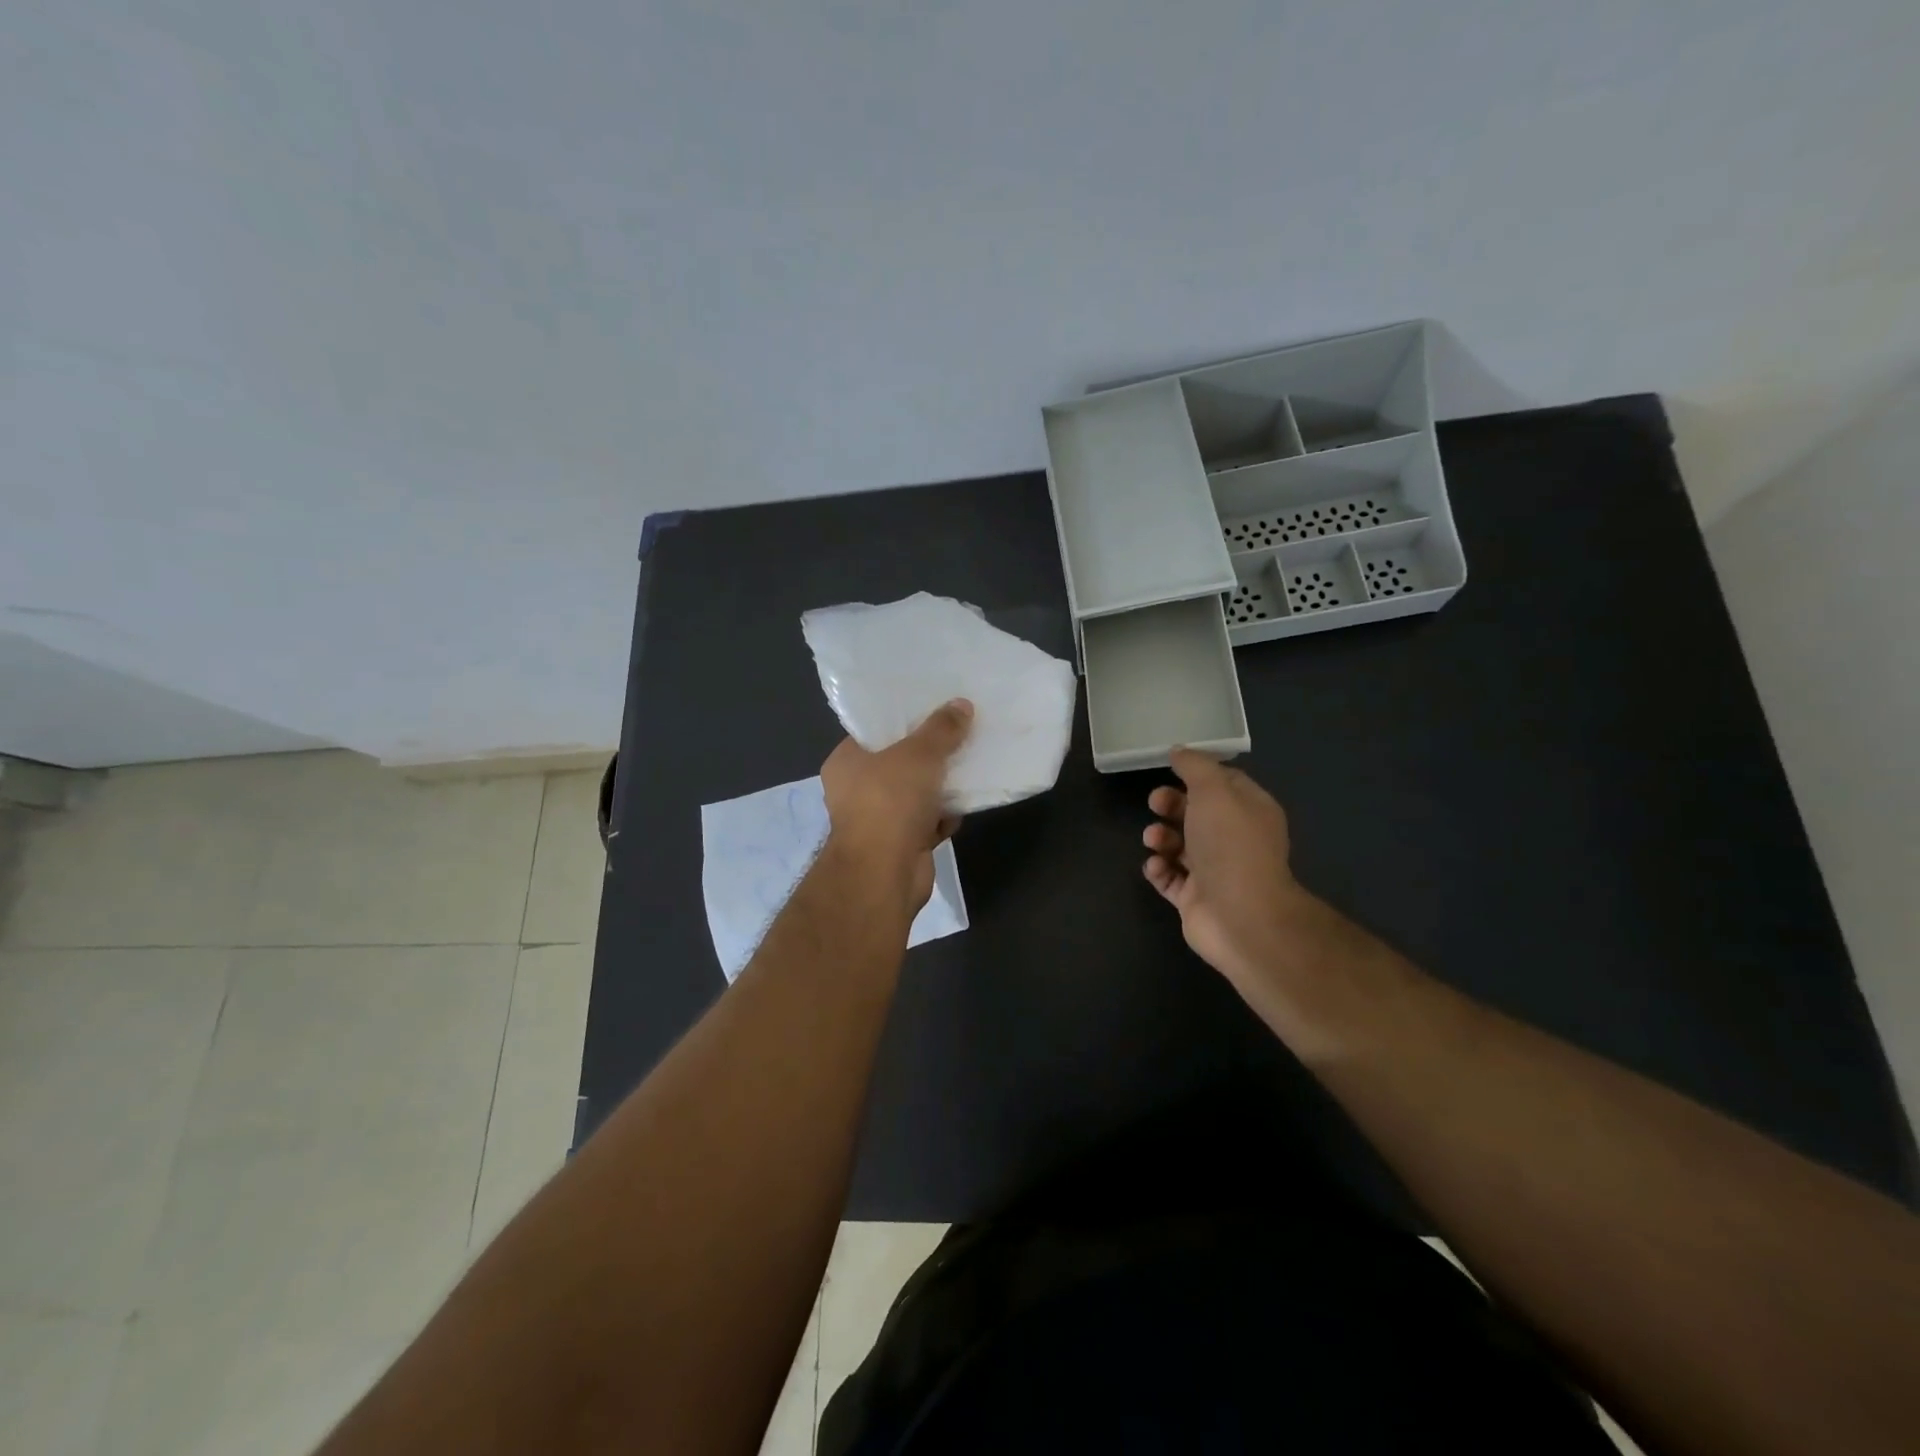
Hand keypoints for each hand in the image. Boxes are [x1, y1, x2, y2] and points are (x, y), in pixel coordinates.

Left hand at [820, 699, 972, 909]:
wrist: (884, 873)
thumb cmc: (890, 802)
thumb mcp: (919, 754)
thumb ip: (941, 729)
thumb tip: (961, 705)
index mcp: (846, 762)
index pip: (874, 732)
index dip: (904, 720)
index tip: (934, 709)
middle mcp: (856, 790)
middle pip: (899, 763)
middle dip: (930, 754)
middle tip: (960, 734)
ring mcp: (878, 820)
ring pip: (916, 794)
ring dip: (941, 787)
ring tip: (970, 764)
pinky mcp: (900, 845)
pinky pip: (927, 822)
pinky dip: (943, 816)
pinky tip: (965, 806)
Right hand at [1142, 749, 1313, 989]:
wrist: (1240, 916)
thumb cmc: (1231, 845)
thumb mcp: (1214, 791)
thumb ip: (1195, 767)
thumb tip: (1180, 751)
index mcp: (1250, 811)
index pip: (1225, 783)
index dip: (1197, 774)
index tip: (1170, 768)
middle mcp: (1235, 840)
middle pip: (1197, 813)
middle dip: (1171, 805)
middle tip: (1155, 803)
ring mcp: (1215, 872)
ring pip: (1180, 845)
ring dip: (1160, 837)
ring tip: (1153, 840)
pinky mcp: (1195, 899)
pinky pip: (1170, 878)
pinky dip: (1159, 869)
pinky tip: (1156, 866)